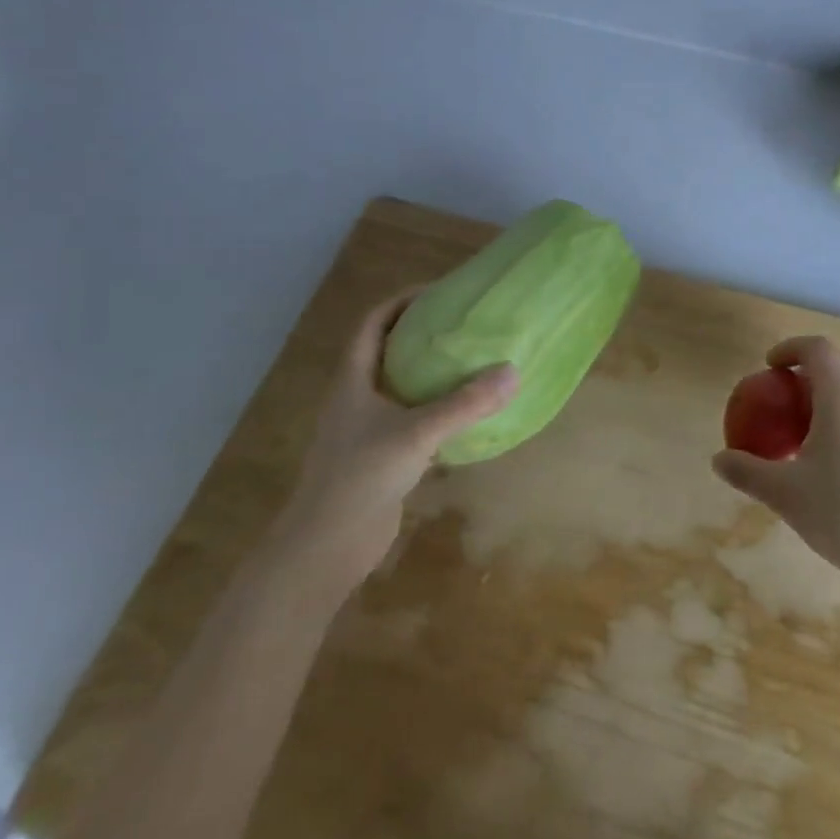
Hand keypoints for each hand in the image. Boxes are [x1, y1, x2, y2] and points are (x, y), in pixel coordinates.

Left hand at [273, 289, 517, 587]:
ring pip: (403, 389)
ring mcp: (368, 431)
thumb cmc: (361, 477)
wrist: (327, 546)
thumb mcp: (417, 433)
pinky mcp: (383, 458)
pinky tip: (470, 416)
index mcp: (353, 381)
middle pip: (388, 352)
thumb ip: (465, 404)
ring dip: (433, 375)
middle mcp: (358, 399)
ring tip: (474, 363)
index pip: (372, 324)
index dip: (401, 302)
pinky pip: (415, 421)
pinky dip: (440, 412)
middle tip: (465, 325)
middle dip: (423, 334)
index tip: (438, 292)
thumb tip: (512, 372)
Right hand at [712, 336, 839, 593]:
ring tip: (810, 431)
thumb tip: (718, 460)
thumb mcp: (784, 494)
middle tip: (788, 395)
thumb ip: (747, 471)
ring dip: (835, 396)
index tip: (770, 366)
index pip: (818, 349)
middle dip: (814, 368)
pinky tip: (838, 461)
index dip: (791, 348)